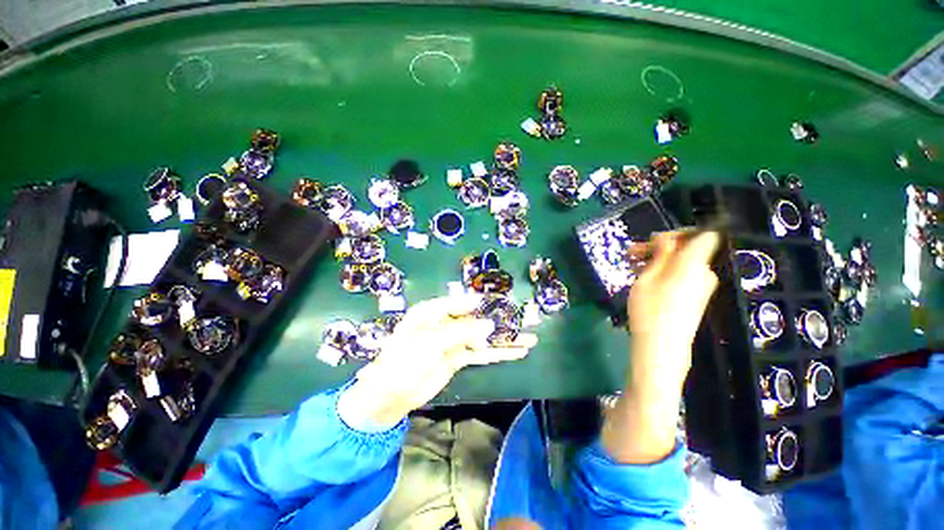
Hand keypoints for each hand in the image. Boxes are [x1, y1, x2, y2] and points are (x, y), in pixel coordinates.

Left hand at [338, 294, 537, 429]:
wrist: (390, 394)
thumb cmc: (404, 359)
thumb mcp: (431, 341)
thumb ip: (462, 331)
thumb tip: (490, 324)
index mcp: (433, 311)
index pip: (462, 301)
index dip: (483, 302)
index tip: (504, 302)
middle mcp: (445, 322)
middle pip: (477, 319)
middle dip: (500, 321)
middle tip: (524, 320)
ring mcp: (453, 341)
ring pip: (483, 337)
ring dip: (504, 339)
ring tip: (529, 339)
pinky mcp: (458, 358)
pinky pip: (481, 353)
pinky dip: (497, 353)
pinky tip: (515, 352)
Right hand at [627, 230, 719, 394]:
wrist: (661, 347)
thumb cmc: (650, 310)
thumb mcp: (647, 278)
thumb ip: (660, 254)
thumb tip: (666, 238)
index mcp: (694, 264)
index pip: (704, 235)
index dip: (681, 233)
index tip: (654, 240)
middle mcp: (704, 273)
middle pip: (687, 250)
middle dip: (659, 248)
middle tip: (631, 254)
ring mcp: (701, 287)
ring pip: (681, 264)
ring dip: (657, 261)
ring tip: (632, 267)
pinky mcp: (695, 298)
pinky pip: (682, 276)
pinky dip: (664, 273)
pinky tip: (643, 280)